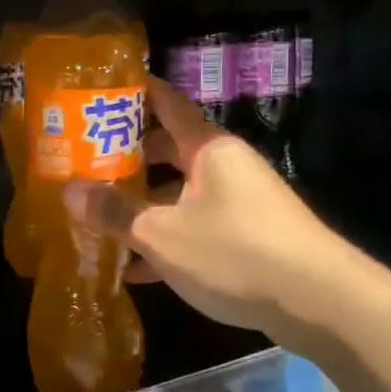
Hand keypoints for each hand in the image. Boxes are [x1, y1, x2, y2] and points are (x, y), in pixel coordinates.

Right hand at [69, 78, 349, 339]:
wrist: (322, 303)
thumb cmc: (235, 251)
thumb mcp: (163, 234)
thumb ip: (114, 212)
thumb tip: (68, 192)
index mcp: (208, 148)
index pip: (167, 103)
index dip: (136, 91)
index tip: (102, 88)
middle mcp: (226, 166)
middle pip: (170, 150)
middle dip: (129, 157)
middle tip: (85, 162)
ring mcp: (241, 202)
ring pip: (181, 193)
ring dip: (144, 205)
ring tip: (101, 216)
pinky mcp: (250, 238)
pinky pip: (197, 229)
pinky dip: (168, 241)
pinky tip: (135, 270)